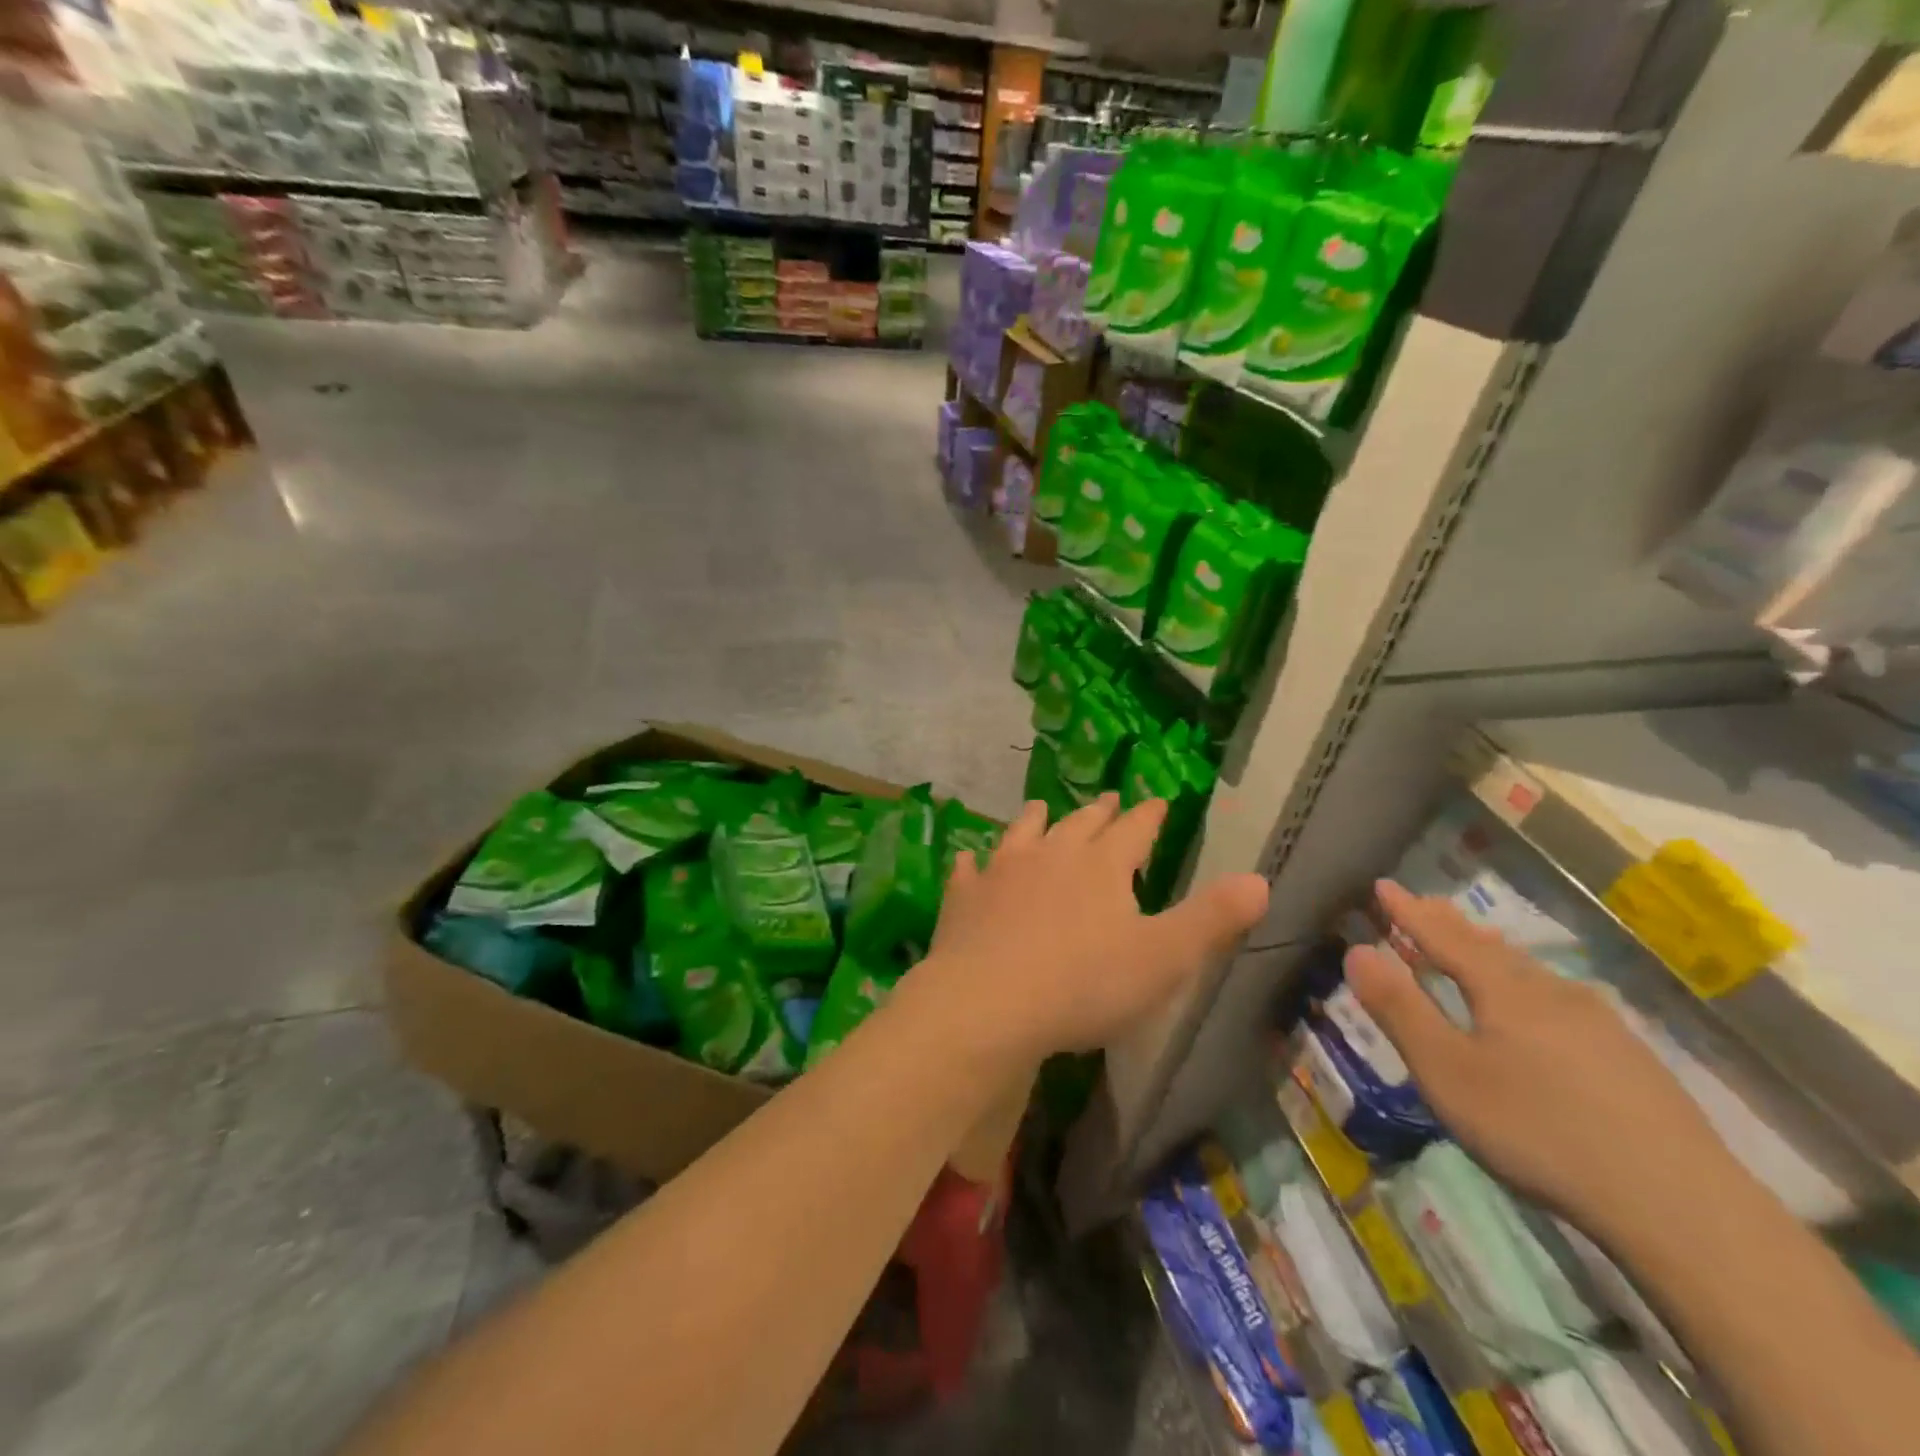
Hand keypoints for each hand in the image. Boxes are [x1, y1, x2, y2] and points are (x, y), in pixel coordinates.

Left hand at [909, 794, 1268, 1066]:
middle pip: (1080, 824)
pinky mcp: (964, 898)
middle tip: (1108, 799)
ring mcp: (1002, 872)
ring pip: (1023, 833)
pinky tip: (967, 860)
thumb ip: (1211, 918)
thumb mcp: (1164, 958)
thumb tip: (1260, 879)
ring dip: (1036, 820)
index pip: (1134, 830)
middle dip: (1099, 812)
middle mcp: (1051, 855)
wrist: (989, 1003)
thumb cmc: (1085, 984)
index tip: (1157, 800)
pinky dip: (971, 863)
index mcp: (1102, 866)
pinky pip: (968, 871)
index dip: (1149, 816)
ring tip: (1042, 807)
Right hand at [1345, 881, 1737, 1239]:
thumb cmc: (1540, 1130)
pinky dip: (1526, 984)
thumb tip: (1357, 949)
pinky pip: (1559, 1000)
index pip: (1444, 937)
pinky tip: (1540, 1007)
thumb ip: (1400, 1009)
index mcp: (1505, 991)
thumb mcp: (1448, 1073)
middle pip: (1490, 948)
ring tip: (1475, 941)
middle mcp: (1552, 993)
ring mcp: (1599, 1025)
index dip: (1409, 912)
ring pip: (1530, 972)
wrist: (1683, 1207)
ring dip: (1491, 952)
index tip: (1383, 885)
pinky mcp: (1630, 1061)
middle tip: (1425, 902)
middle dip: (1451, 924)